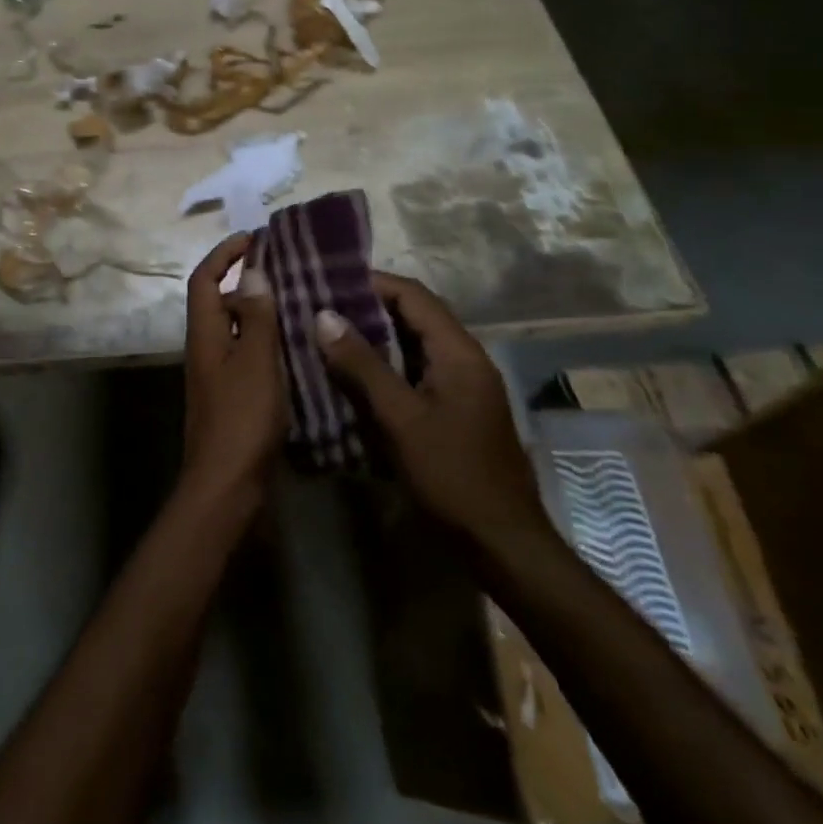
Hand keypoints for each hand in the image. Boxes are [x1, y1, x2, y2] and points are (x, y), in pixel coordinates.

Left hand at [180, 233, 286, 505]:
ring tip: (302, 306)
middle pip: (220, 302)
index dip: (224, 254)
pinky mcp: (232, 397)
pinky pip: (249, 356)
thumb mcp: (255, 362)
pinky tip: (299, 350)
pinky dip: (268, 345)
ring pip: (237, 330)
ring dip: (262, 314)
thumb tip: (252, 272)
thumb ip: (255, 318)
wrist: (226, 486)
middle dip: (248, 283)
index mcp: (204, 334)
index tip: (254, 239)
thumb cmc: (241, 419)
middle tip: (289, 274)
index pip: (205, 279)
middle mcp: (205, 348)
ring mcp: (218, 374)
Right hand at [313, 272, 549, 552]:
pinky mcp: (454, 409)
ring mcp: (461, 386)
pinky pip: (414, 371)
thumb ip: (362, 365)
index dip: (371, 282)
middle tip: (319, 306)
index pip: (414, 295)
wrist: (502, 543)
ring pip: (412, 345)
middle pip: (413, 316)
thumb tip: (323, 315)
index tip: (327, 280)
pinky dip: (383, 365)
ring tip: (326, 334)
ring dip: (373, 337)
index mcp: (459, 352)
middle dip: (367, 307)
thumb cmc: (452, 475)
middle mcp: (464, 359)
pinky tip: (351, 375)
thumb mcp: (400, 418)